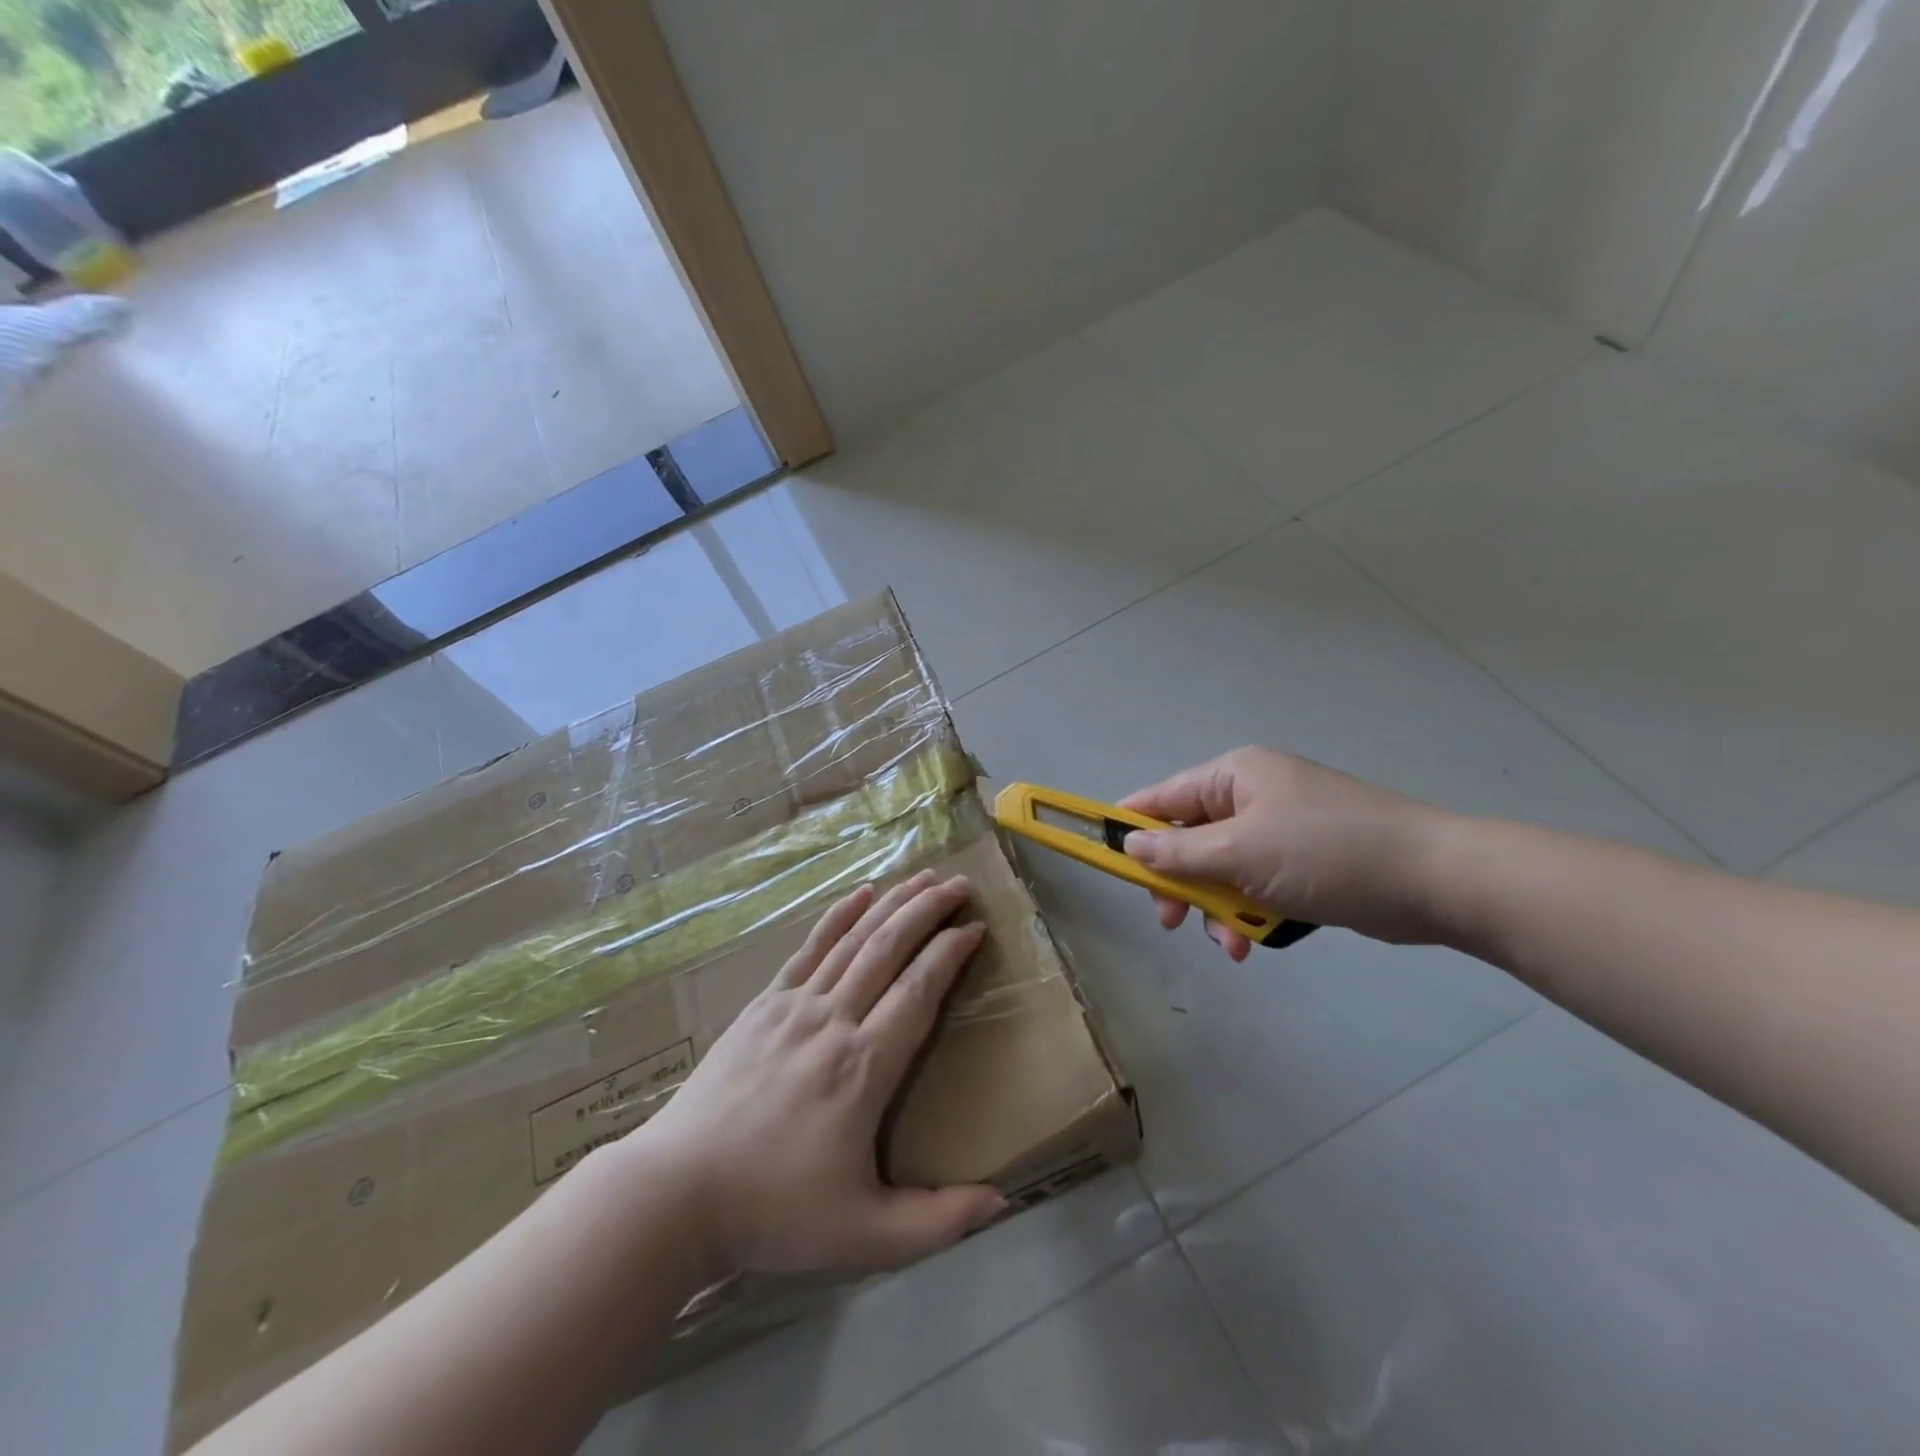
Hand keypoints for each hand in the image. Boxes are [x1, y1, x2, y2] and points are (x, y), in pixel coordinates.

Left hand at [633, 871, 1005, 1277]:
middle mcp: (834, 1020)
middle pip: (889, 948)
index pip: (919, 990)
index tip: (976, 928)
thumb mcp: (865, 1235)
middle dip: (928, 910)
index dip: (950, 953)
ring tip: (923, 877)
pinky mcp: (764, 1004)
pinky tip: (859, 893)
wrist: (677, 1192)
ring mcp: (795, 1006)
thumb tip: (1003, 1200)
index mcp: (864, 1066)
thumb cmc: (774, 1211)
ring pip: (854, 940)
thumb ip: (938, 1221)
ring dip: (892, 904)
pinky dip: (838, 916)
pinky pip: (810, 948)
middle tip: (960, 884)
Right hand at [1122, 746, 1452, 958]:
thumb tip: (1129, 846)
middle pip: (1189, 838)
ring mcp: (1281, 829)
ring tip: (1229, 943)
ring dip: (1216, 907)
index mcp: (1234, 775)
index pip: (1162, 797)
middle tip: (1171, 920)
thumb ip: (1177, 853)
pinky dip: (1249, 913)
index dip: (1130, 828)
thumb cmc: (1326, 852)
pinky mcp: (1306, 861)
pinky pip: (1256, 885)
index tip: (1107, 863)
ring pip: (1222, 868)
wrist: (1435, 879)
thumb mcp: (1240, 852)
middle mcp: (1253, 795)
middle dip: (1180, 883)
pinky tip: (1253, 943)